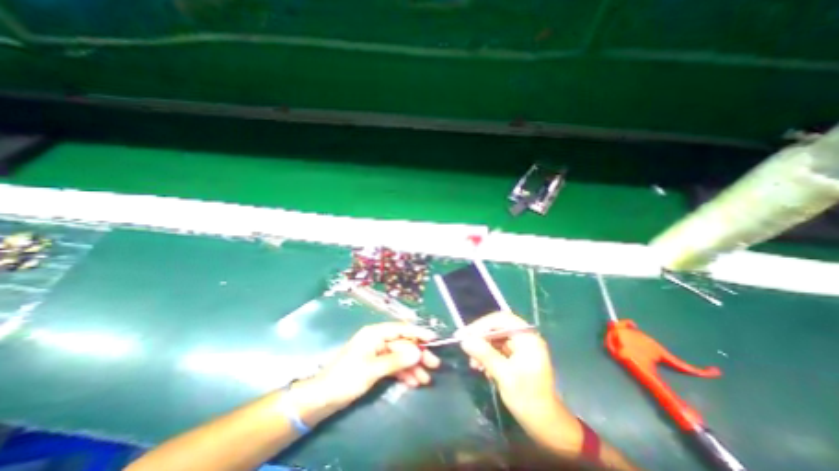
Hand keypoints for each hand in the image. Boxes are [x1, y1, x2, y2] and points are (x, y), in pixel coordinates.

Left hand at [317, 321, 445, 406]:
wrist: (322, 398)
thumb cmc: (346, 378)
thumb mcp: (372, 369)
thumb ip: (396, 360)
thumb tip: (418, 353)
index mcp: (375, 333)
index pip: (401, 329)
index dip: (418, 332)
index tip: (434, 338)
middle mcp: (377, 339)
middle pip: (403, 343)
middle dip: (418, 354)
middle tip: (434, 364)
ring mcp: (377, 352)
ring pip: (400, 356)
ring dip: (413, 366)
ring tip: (425, 379)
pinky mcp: (375, 364)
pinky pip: (394, 365)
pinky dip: (403, 372)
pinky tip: (413, 382)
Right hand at [458, 313, 561, 423]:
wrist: (546, 425)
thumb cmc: (528, 399)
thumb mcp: (504, 375)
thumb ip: (484, 354)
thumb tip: (464, 340)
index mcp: (527, 338)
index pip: (501, 320)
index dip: (481, 324)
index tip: (465, 334)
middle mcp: (524, 338)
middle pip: (497, 327)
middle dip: (480, 337)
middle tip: (465, 346)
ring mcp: (520, 347)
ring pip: (495, 338)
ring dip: (482, 348)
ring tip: (473, 364)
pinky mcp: (516, 356)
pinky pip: (497, 348)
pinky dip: (487, 355)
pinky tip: (481, 367)